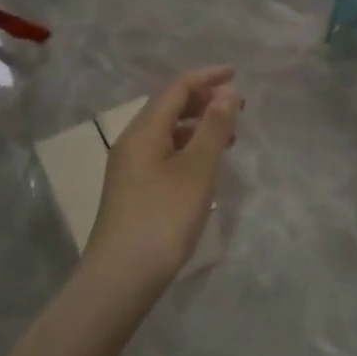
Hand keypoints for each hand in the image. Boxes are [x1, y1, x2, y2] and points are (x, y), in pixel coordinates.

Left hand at [83, 66, 243, 292]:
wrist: (120, 280)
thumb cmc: (163, 218)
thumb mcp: (197, 170)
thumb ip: (214, 127)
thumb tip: (227, 92)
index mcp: (144, 131)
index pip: (176, 88)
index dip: (207, 78)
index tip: (236, 75)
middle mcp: (132, 142)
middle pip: (168, 107)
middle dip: (203, 100)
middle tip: (236, 106)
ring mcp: (129, 169)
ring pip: (166, 132)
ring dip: (197, 126)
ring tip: (228, 135)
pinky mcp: (133, 191)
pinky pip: (163, 153)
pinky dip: (187, 148)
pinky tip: (204, 167)